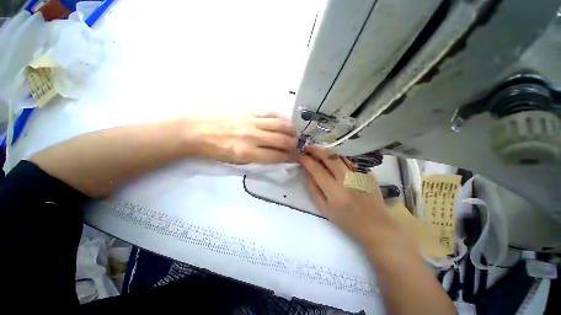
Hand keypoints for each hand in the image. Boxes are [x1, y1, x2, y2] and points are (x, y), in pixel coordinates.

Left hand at [187, 112, 296, 163]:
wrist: (196, 131)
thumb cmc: (216, 151)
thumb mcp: (236, 162)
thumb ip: (258, 159)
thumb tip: (276, 156)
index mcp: (247, 153)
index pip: (276, 156)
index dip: (288, 157)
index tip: (294, 157)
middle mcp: (252, 136)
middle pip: (282, 140)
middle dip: (293, 145)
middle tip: (297, 146)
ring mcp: (251, 121)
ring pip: (280, 124)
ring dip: (291, 130)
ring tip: (295, 134)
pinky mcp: (249, 111)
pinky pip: (271, 113)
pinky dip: (281, 118)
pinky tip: (285, 122)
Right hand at [298, 145, 395, 245]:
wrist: (376, 226)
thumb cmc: (347, 221)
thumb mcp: (324, 208)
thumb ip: (313, 188)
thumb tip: (306, 172)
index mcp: (335, 192)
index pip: (317, 170)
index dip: (306, 161)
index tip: (300, 157)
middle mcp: (348, 179)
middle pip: (329, 157)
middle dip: (315, 149)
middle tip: (307, 148)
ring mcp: (360, 174)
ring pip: (340, 154)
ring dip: (326, 150)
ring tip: (318, 150)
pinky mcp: (368, 172)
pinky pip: (350, 159)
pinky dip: (339, 156)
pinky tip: (333, 158)